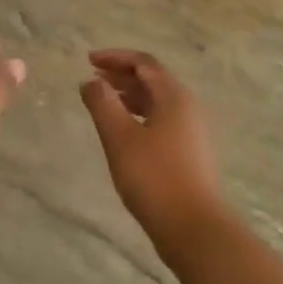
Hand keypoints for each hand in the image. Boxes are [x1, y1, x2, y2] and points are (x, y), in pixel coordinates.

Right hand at [80, 50, 227, 244]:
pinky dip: (139, 115)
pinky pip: (162, 120)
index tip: (88, 60)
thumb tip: (90, 82)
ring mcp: (192, 131)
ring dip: (130, 96)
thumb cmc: (154, 177)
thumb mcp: (119, 137)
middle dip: (122, 75)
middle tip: (93, 80)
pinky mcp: (190, 152)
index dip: (116, 57)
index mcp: (174, 97)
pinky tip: (123, 132)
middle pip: (153, 79)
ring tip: (103, 103)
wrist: (194, 226)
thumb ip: (102, 104)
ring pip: (158, 102)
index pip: (144, 63)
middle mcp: (188, 107)